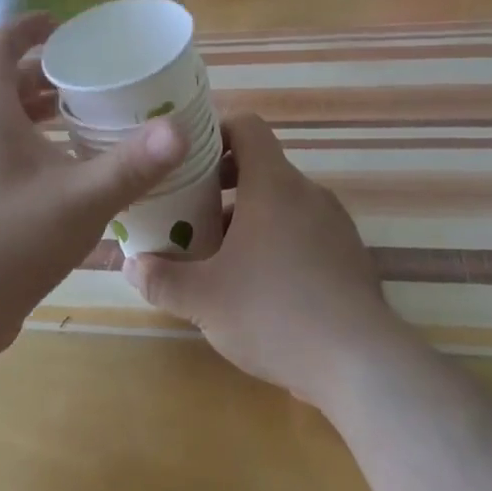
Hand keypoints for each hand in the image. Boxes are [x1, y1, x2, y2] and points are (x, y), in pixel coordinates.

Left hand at [0, 13, 186, 366]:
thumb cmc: (5, 244)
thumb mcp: (78, 201)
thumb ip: (131, 166)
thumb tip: (179, 129)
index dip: (26, 30)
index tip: (63, 26)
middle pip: (4, 89)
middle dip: (45, 76)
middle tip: (90, 78)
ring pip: (6, 129)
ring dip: (42, 117)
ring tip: (87, 122)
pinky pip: (9, 163)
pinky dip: (39, 155)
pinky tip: (74, 181)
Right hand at [122, 113, 409, 407]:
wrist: (360, 363)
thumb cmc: (274, 313)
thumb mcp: (203, 300)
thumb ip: (161, 279)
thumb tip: (132, 265)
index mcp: (274, 185)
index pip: (247, 127)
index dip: (214, 131)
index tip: (186, 158)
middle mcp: (308, 193)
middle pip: (261, 167)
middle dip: (220, 186)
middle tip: (188, 214)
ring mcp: (335, 224)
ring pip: (282, 204)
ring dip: (247, 218)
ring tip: (217, 257)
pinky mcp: (349, 256)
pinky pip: (304, 232)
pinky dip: (277, 242)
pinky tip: (259, 286)